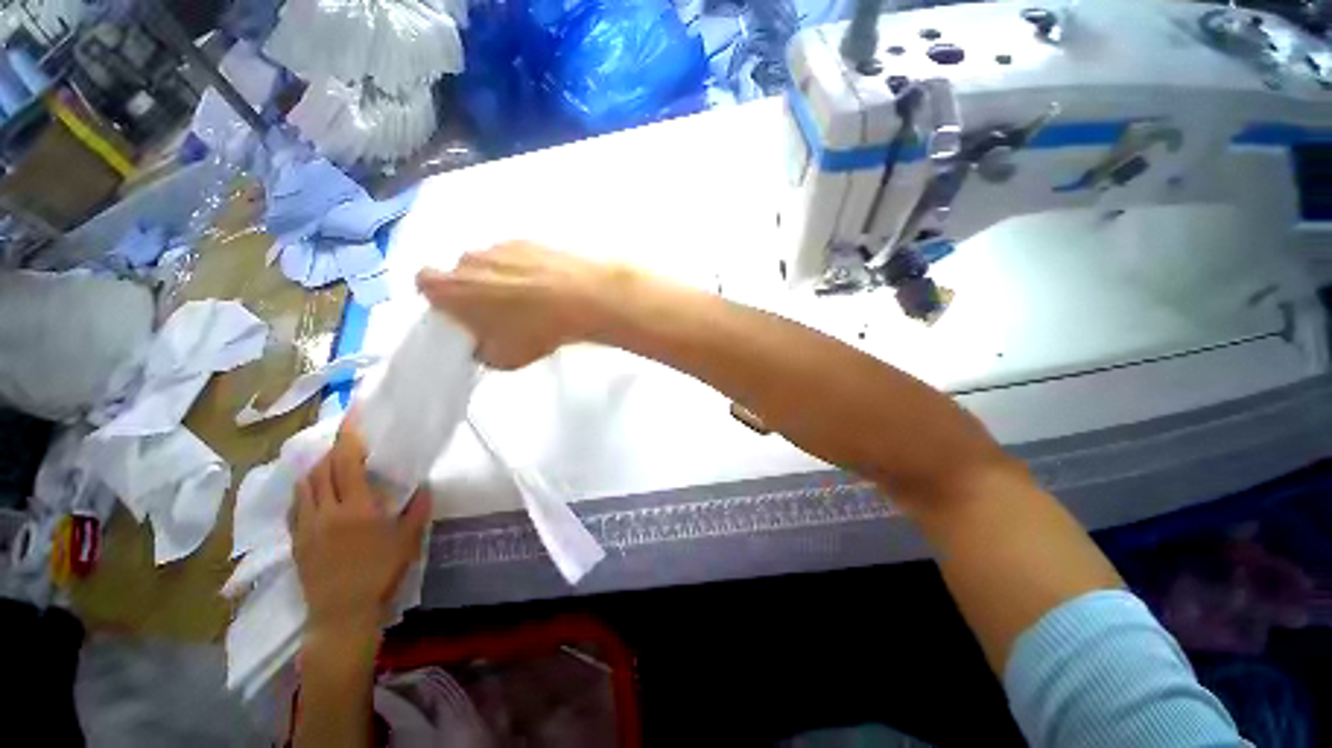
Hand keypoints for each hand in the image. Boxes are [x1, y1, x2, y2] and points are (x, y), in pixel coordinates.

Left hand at [293, 426, 430, 638]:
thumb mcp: (408, 541)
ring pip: (305, 483)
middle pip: (322, 467)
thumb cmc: (380, 574)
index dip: (349, 435)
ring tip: (334, 464)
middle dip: (335, 449)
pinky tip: (316, 493)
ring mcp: (306, 524)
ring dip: (318, 467)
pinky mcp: (296, 538)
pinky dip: (305, 489)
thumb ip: (417, 510)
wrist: (341, 614)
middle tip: (351, 442)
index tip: (353, 415)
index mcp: (357, 508)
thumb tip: (424, 486)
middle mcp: (326, 510)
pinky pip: (296, 503)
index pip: (347, 461)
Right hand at [416, 241, 626, 368]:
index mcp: (452, 287)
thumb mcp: (503, 358)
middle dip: (474, 290)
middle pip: (461, 273)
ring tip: (530, 301)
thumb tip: (482, 344)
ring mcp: (500, 246)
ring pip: (491, 263)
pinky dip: (525, 270)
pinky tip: (547, 288)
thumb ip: (481, 351)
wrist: (582, 298)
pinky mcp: (529, 241)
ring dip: (501, 278)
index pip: (425, 284)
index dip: (440, 299)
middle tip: (499, 313)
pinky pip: (517, 257)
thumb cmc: (535, 330)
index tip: (459, 313)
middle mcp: (469, 259)